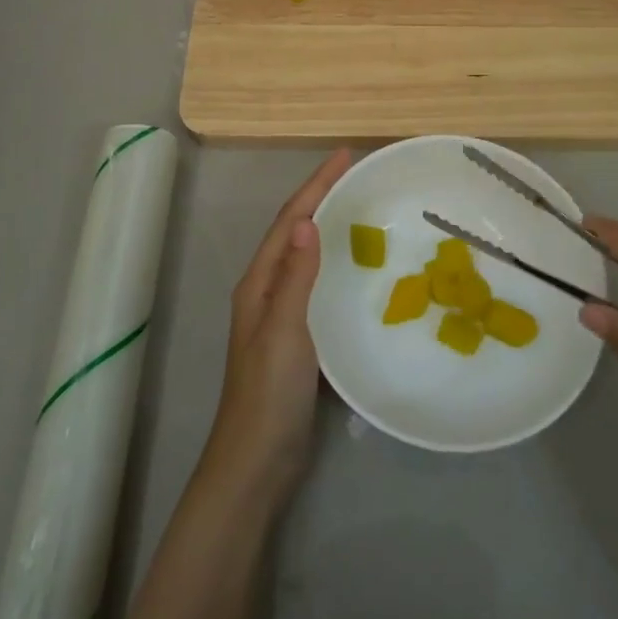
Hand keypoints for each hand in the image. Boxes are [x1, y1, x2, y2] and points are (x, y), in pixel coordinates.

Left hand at [200, 148, 350, 508]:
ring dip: (328, 227)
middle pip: (295, 231)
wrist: (256, 462)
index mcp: (260, 282)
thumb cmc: (268, 393)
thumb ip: (295, 277)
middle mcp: (267, 290)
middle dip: (321, 198)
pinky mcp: (297, 338)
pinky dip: (334, 264)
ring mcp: (281, 315)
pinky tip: (356, 269)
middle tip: (357, 176)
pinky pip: (317, 285)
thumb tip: (307, 220)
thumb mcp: (283, 330)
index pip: (290, 220)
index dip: (316, 185)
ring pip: (306, 257)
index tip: (344, 155)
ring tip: (361, 209)